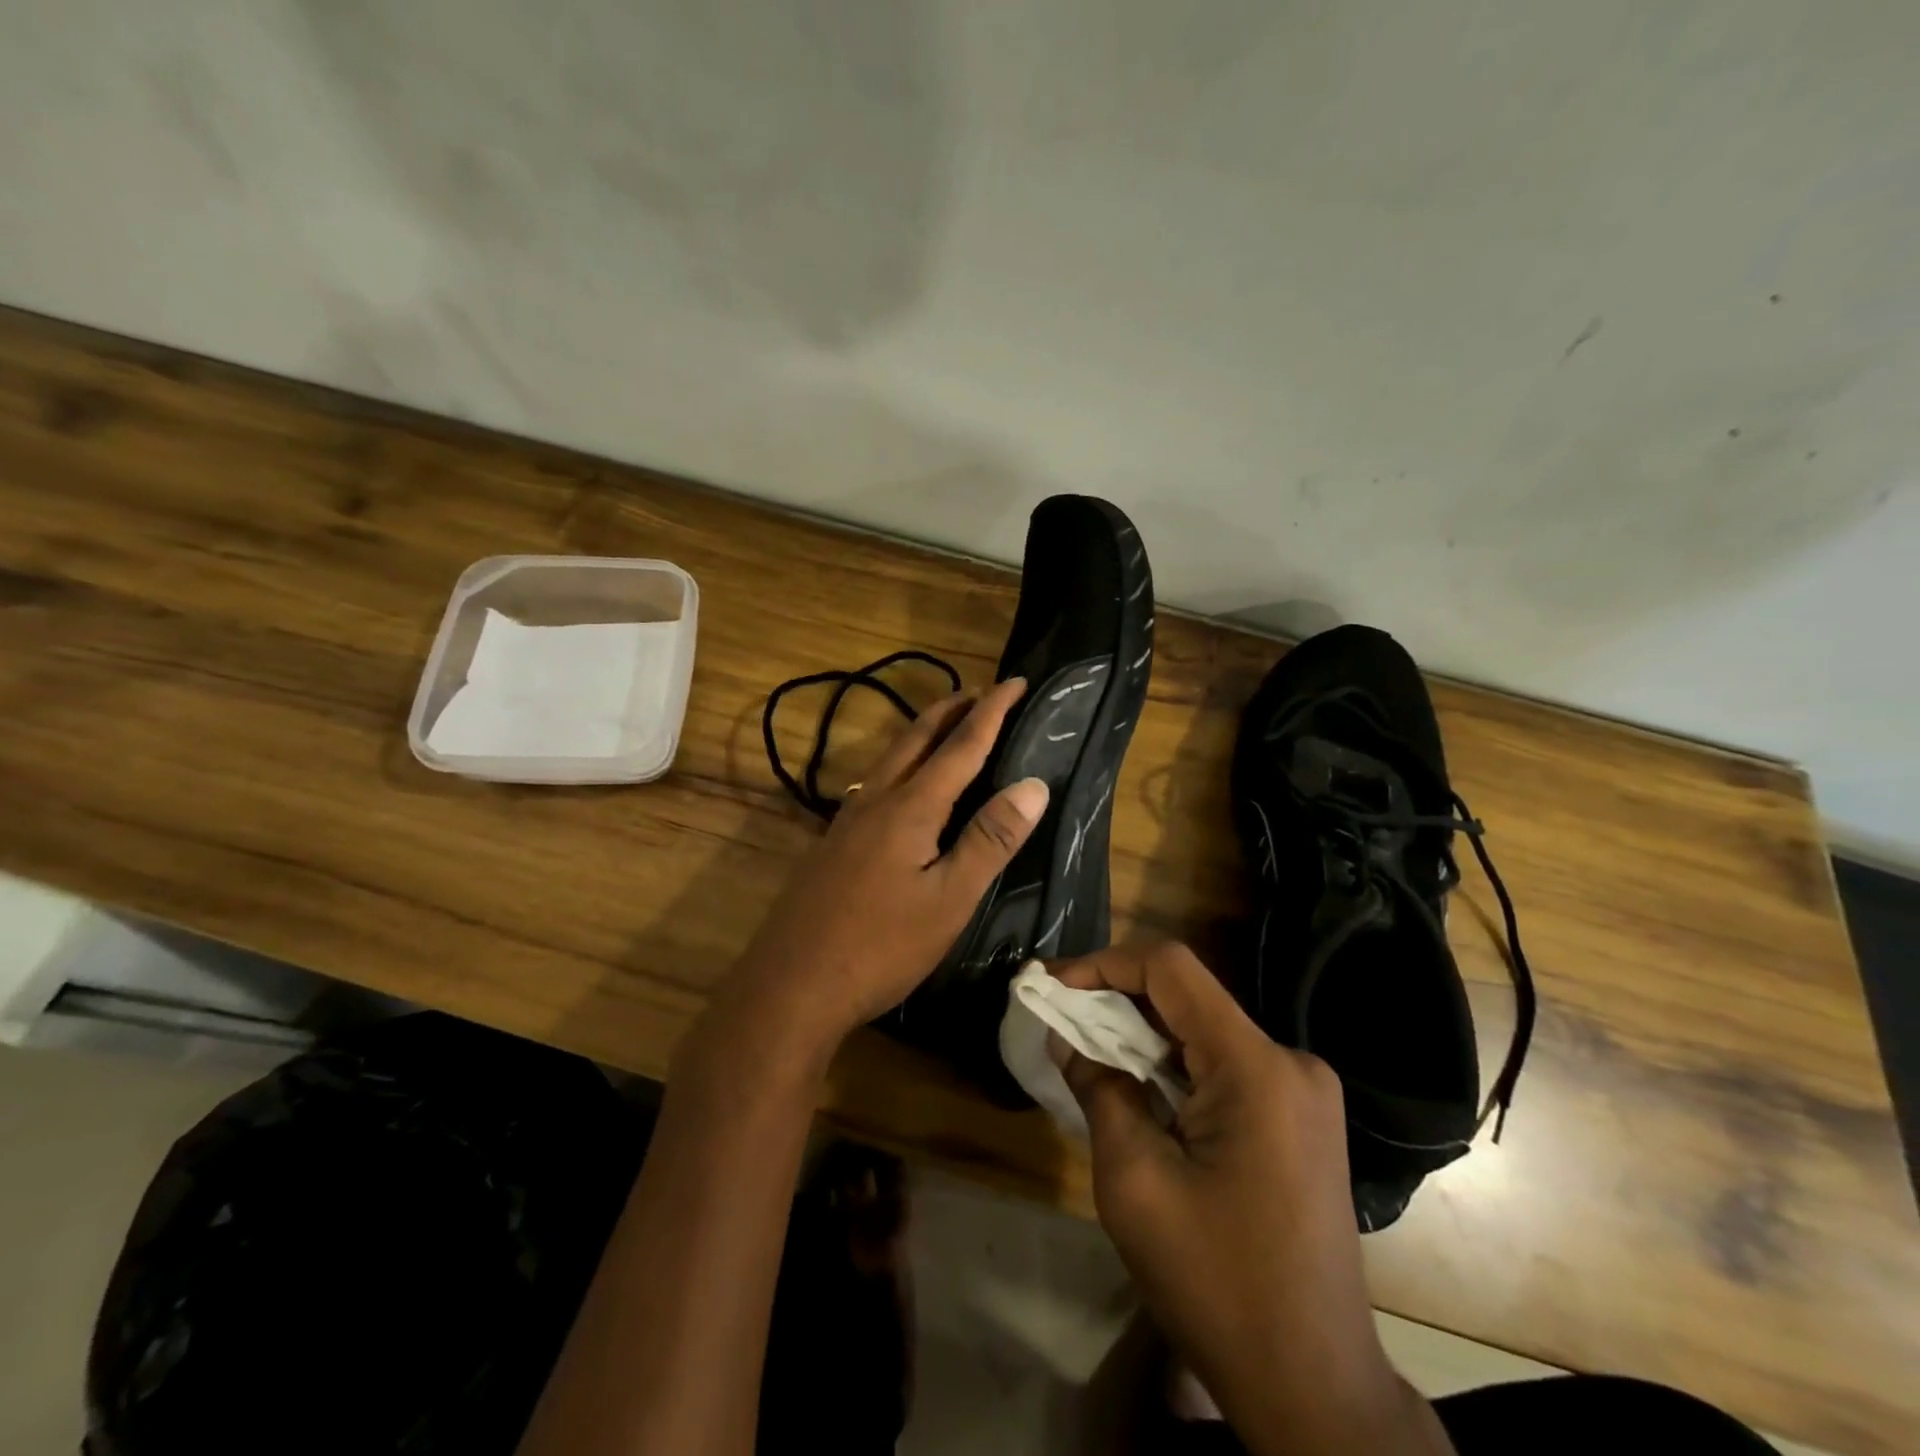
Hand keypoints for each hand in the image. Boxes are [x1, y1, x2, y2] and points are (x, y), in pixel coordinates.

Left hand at [706, 678, 1048, 1066]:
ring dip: (924, 733)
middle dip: (952, 709)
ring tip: (948, 726)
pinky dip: (903, 763)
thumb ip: (990, 839)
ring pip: (891, 758)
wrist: (792, 984)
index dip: (992, 711)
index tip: (1017, 680)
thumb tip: (1033, 784)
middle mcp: (876, 800)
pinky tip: (903, 787)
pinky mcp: (834, 843)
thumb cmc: (881, 946)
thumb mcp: (950, 899)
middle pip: (917, 738)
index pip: (962, 746)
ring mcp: (848, 821)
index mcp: (911, 807)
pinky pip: (876, 783)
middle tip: (982, 692)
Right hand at [1049, 942, 1450, 1455]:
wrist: (1313, 1386)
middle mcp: (1289, 1061)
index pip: (1172, 969)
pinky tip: (1138, 1086)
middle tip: (1059, 1017)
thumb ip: (1099, 1089)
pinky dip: (1174, 1065)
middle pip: (1189, 998)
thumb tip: (1068, 1037)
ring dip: (1143, 1035)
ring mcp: (1303, 1090)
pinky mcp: (1300, 1117)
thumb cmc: (1217, 1284)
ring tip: (1087, 1049)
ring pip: (1204, 1030)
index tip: (1054, 984)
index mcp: (1257, 1067)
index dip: (1105, 963)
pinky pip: (1225, 1064)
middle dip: (1117, 1000)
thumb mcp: (1135, 1182)